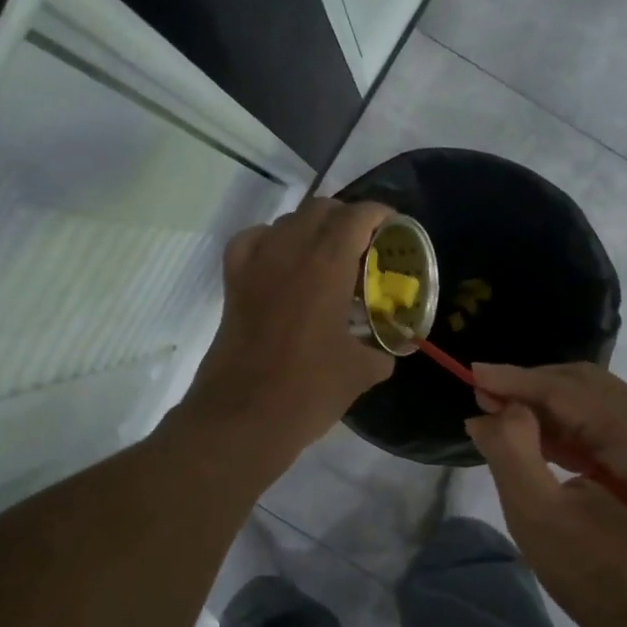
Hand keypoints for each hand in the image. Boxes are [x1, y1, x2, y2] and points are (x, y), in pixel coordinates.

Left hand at [178, 198, 395, 465]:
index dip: (379, 213)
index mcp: (327, 266)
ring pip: (287, 222)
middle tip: (365, 243)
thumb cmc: (309, 390)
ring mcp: (256, 265)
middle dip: (346, 218)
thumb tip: (388, 350)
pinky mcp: (233, 284)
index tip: (393, 225)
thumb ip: (381, 351)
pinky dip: (271, 241)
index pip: (356, 217)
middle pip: (320, 210)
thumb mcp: (361, 372)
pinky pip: (252, 241)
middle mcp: (289, 253)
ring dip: (311, 228)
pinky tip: (281, 262)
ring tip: (328, 256)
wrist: (244, 416)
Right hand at [464, 363, 626, 626]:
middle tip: (482, 396)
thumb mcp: (539, 517)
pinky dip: (570, 426)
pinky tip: (536, 435)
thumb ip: (510, 452)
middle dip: (531, 388)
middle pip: (586, 385)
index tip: (470, 374)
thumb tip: (490, 410)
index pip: (569, 389)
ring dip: (548, 405)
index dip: (515, 380)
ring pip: (597, 401)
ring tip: (500, 414)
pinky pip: (610, 424)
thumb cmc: (601, 581)